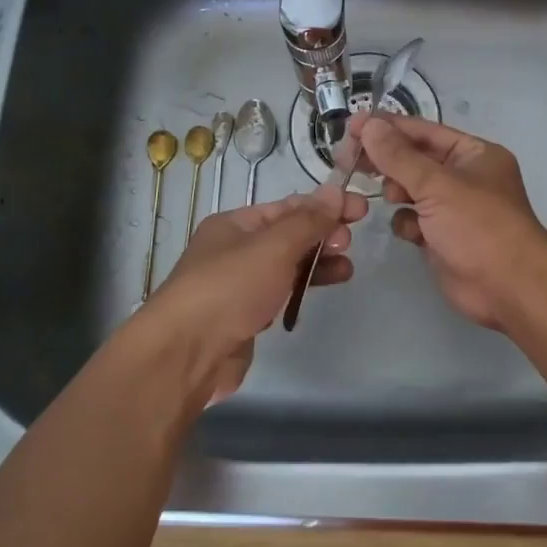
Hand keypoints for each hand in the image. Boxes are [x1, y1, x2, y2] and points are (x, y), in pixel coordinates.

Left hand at [142, 185, 367, 402]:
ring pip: (287, 265)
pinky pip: (281, 292)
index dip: (325, 205)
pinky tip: (322, 289)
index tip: (361, 210)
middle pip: (288, 234)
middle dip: (322, 234)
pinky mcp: (245, 316)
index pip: (288, 206)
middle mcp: (235, 250)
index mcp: (235, 224)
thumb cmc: (230, 288)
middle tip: (349, 243)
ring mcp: (239, 284)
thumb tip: (335, 191)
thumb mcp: (274, 246)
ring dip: (318, 262)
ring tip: (347, 269)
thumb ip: (308, 221)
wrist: (186, 354)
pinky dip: (303, 287)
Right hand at [352, 113, 546, 331]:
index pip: (424, 131)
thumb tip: (368, 125)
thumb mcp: (437, 185)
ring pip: (411, 190)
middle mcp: (464, 177)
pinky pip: (413, 220)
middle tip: (348, 160)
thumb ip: (398, 156)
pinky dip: (407, 223)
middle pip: (414, 159)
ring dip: (396, 191)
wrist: (508, 288)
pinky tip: (410, 231)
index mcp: (473, 154)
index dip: (388, 127)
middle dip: (386, 160)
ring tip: (389, 197)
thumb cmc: (478, 226)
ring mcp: (453, 209)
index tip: (352, 126)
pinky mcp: (442, 237)